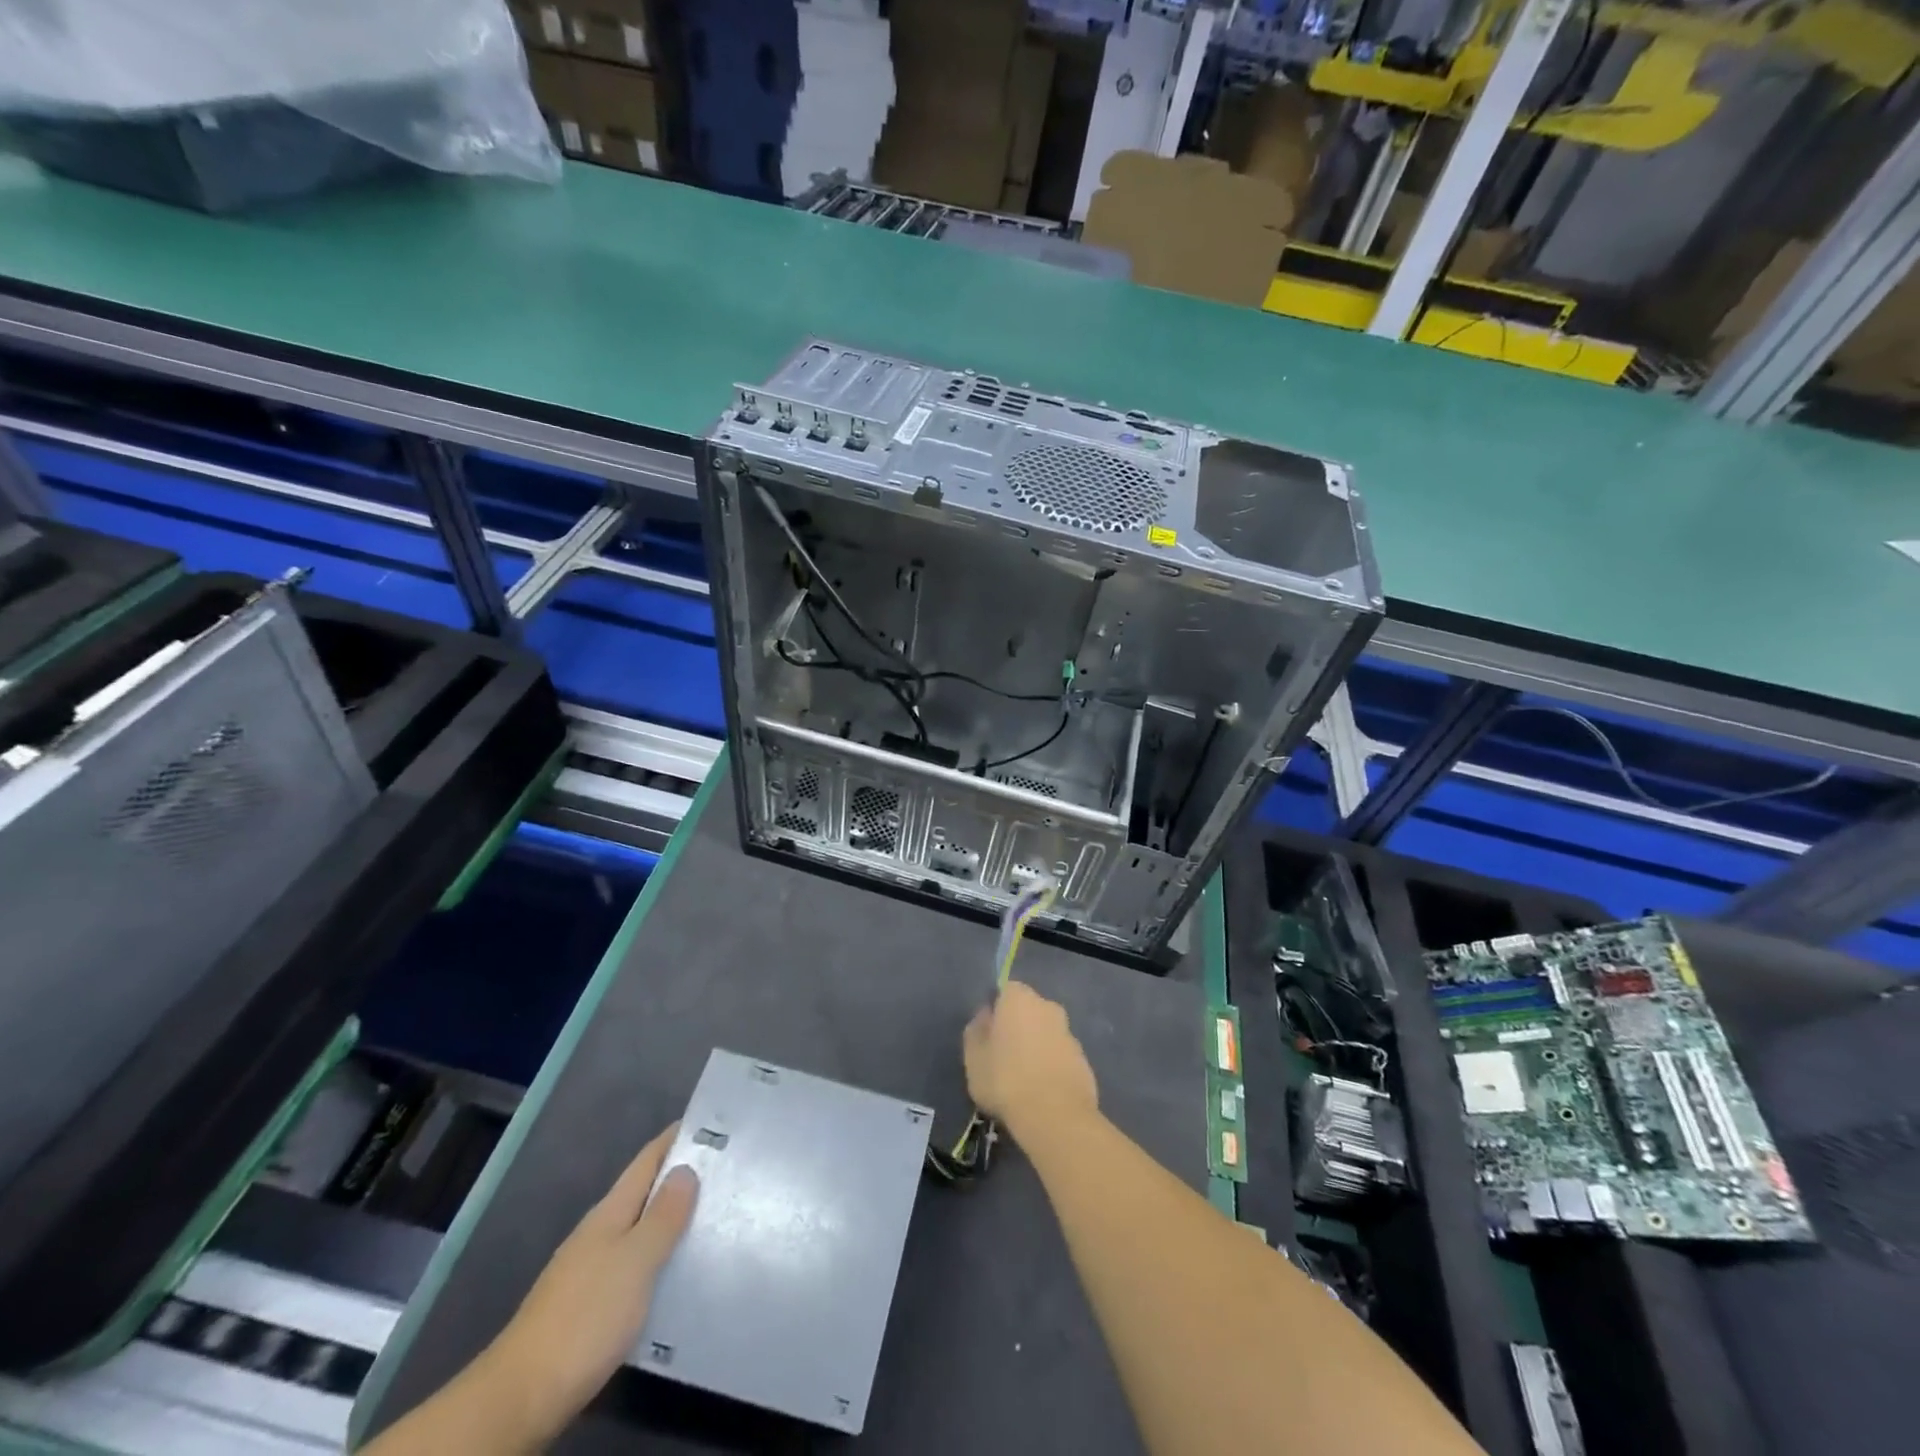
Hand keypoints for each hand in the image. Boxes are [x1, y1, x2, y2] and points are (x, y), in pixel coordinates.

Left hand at [484, 1124, 698, 1443]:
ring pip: (639, 1231)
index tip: (709, 1122)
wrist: (522, 1395)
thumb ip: (663, 1216)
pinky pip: (633, 1265)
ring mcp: (590, 1270)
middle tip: (726, 1169)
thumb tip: (686, 1168)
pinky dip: (658, 1257)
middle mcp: (598, 1233)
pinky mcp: (589, 1306)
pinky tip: (677, 1271)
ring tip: (713, 1216)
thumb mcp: (635, 1261)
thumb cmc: (586, 1316)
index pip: (646, 1162)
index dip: (674, 1139)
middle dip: (680, 1178)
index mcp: (609, 1213)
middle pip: (643, 1194)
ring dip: (671, 1220)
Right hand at [963, 983, 1098, 1138]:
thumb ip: (976, 1031)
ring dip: (1037, 1047)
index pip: (1005, 991)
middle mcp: (1048, 1006)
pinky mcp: (1084, 1060)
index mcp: (1020, 998)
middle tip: (1003, 1057)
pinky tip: (1042, 1093)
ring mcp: (1069, 1033)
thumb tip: (985, 1017)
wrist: (1055, 1116)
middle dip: (1018, 1027)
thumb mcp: (973, 1057)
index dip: (996, 1011)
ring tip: (1023, 1080)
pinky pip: (1060, 1056)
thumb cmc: (1005, 1079)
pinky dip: (1051, 1067)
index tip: (988, 1036)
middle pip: (1028, 1011)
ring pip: (1046, 1033)